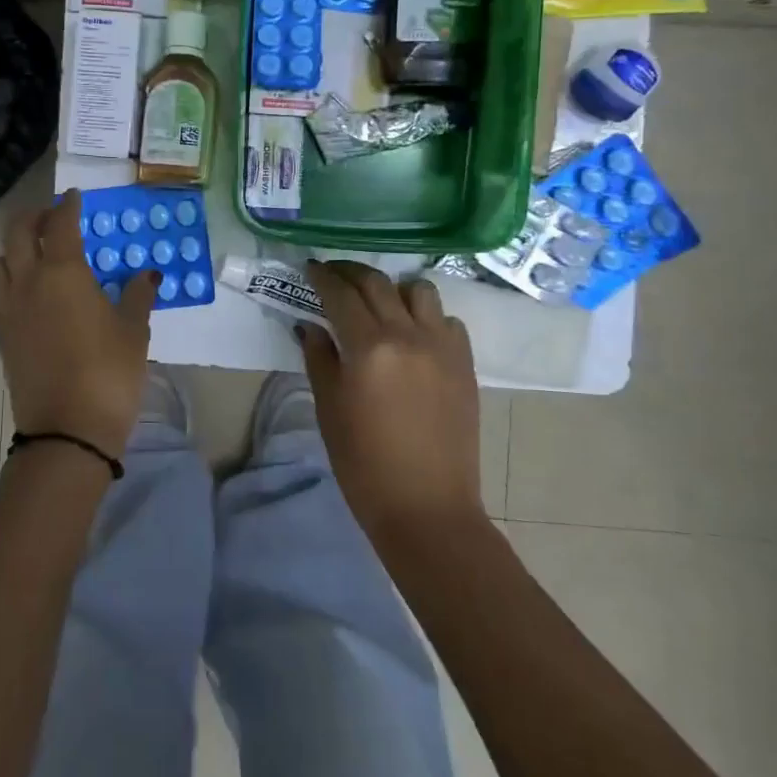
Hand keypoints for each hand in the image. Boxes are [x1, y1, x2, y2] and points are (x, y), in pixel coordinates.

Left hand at [0, 189, 156, 454]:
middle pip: (18, 234)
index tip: (74, 198)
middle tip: (52, 218)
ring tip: (35, 257)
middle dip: (34, 218)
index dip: (68, 207)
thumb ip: (137, 296)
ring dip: (14, 251)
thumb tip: (147, 276)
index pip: (61, 225)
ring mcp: (9, 311)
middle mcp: (28, 282)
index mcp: (63, 272)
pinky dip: (7, 289)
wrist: (67, 431)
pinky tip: (24, 300)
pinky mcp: (1, 338)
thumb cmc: (109, 373)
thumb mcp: (134, 331)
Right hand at [298, 261, 483, 542]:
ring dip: (395, 289)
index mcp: (369, 347)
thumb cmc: (364, 464)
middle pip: (378, 283)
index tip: (310, 268)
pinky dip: (427, 317)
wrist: (426, 507)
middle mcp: (409, 335)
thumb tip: (310, 326)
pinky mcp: (465, 364)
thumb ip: (319, 358)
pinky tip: (414, 336)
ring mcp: (443, 347)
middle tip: (334, 274)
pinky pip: (447, 321)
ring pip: (420, 291)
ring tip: (380, 303)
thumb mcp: (329, 409)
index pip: (341, 293)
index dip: (322, 276)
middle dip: (351, 272)